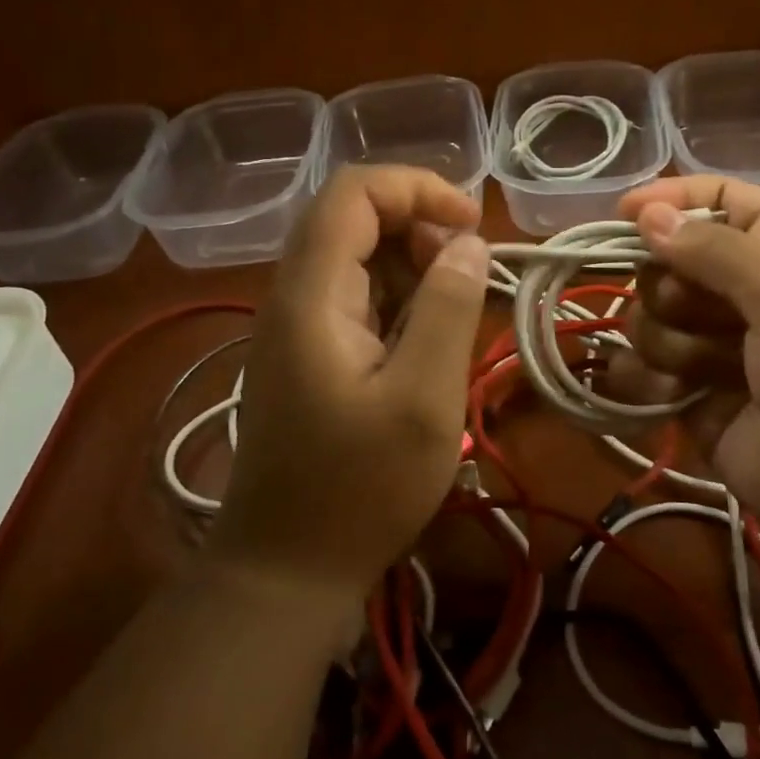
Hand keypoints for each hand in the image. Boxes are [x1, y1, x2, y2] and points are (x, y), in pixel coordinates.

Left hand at [209, 167, 490, 602]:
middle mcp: (294, 297)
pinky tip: (424, 348)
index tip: (473, 226)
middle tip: (468, 281)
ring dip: (413, 270)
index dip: (417, 188)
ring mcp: (296, 328)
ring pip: (357, 260)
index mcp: (312, 295)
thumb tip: (467, 242)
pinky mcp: (308, 356)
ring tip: (453, 319)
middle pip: (353, 220)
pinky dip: (398, 304)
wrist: (285, 570)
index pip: (353, 193)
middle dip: (419, 230)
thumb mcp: (424, 399)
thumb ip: (447, 309)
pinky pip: (356, 301)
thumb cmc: (360, 490)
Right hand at [609, 176, 759, 550]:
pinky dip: (644, 381)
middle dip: (669, 289)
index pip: (720, 199)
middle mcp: (750, 292)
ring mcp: (722, 348)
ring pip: (651, 319)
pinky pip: (646, 373)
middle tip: (698, 316)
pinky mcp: (699, 399)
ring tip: (702, 374)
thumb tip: (646, 212)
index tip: (622, 214)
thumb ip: (714, 251)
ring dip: (665, 342)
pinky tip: (665, 396)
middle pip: (671, 262)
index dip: (671, 201)